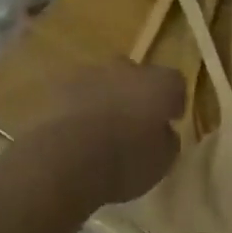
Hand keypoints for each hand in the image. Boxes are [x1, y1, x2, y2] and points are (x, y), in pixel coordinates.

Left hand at [33, 61, 184, 205]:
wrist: (65, 160)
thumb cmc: (124, 162)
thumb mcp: (161, 162)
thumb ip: (167, 141)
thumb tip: (163, 133)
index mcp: (159, 84)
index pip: (175, 82)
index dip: (173, 101)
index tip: (170, 121)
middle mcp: (125, 70)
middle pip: (136, 74)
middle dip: (137, 94)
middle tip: (134, 122)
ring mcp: (88, 75)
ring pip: (103, 82)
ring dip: (106, 98)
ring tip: (100, 130)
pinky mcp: (56, 88)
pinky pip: (75, 95)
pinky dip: (78, 109)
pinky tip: (75, 133)